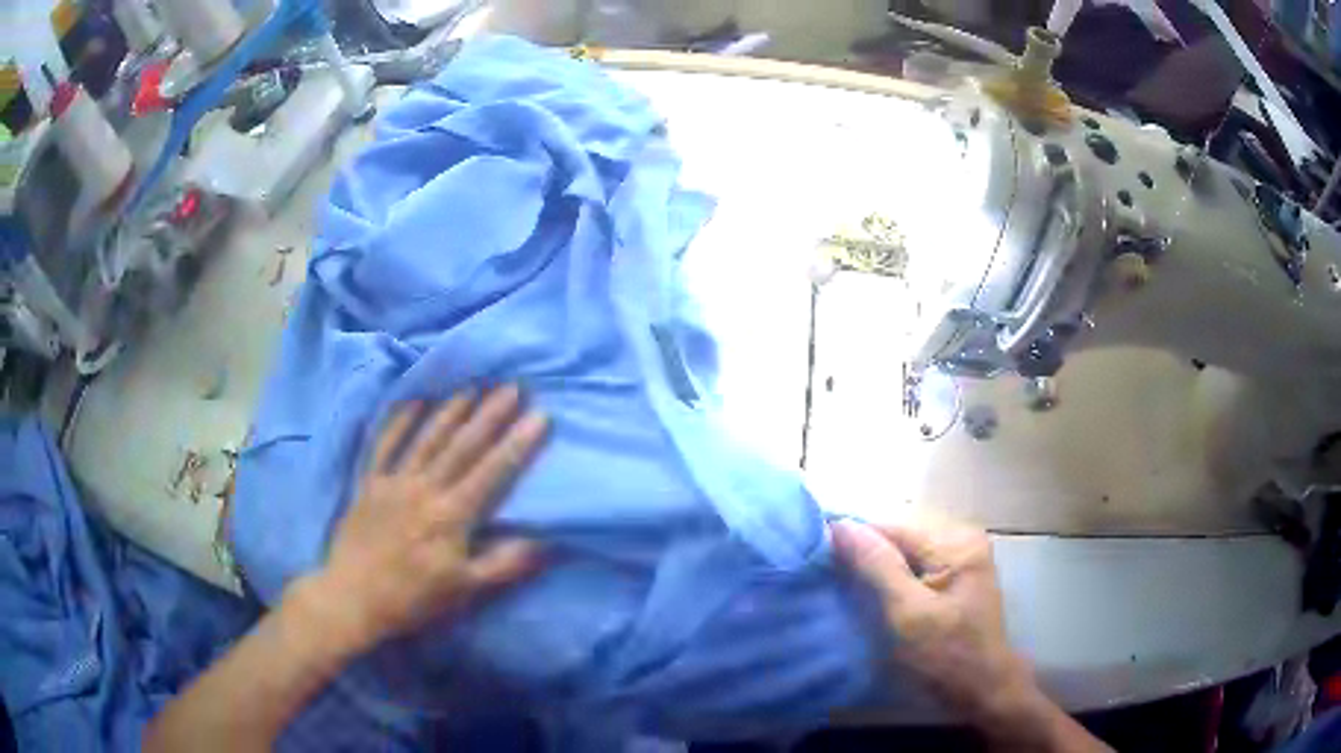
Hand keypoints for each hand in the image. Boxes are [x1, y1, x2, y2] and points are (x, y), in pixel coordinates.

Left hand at [302, 386, 548, 655]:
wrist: (353, 598)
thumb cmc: (413, 598)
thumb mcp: (465, 591)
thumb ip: (504, 564)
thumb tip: (544, 540)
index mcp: (451, 515)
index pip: (492, 472)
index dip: (518, 443)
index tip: (540, 415)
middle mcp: (424, 488)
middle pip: (462, 445)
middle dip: (490, 414)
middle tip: (512, 386)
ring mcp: (394, 482)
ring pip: (426, 438)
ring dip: (451, 410)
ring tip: (473, 387)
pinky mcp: (369, 483)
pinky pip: (385, 444)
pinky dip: (399, 421)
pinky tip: (415, 403)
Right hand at [831, 514, 1033, 724]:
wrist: (984, 688)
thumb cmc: (947, 656)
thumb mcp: (909, 615)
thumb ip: (878, 567)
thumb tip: (840, 525)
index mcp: (955, 542)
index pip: (891, 525)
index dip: (852, 539)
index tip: (816, 559)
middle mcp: (961, 535)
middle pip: (899, 532)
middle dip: (864, 552)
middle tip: (830, 578)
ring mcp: (962, 552)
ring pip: (904, 546)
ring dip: (875, 564)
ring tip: (845, 585)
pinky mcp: (958, 570)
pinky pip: (915, 560)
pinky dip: (891, 573)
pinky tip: (874, 592)